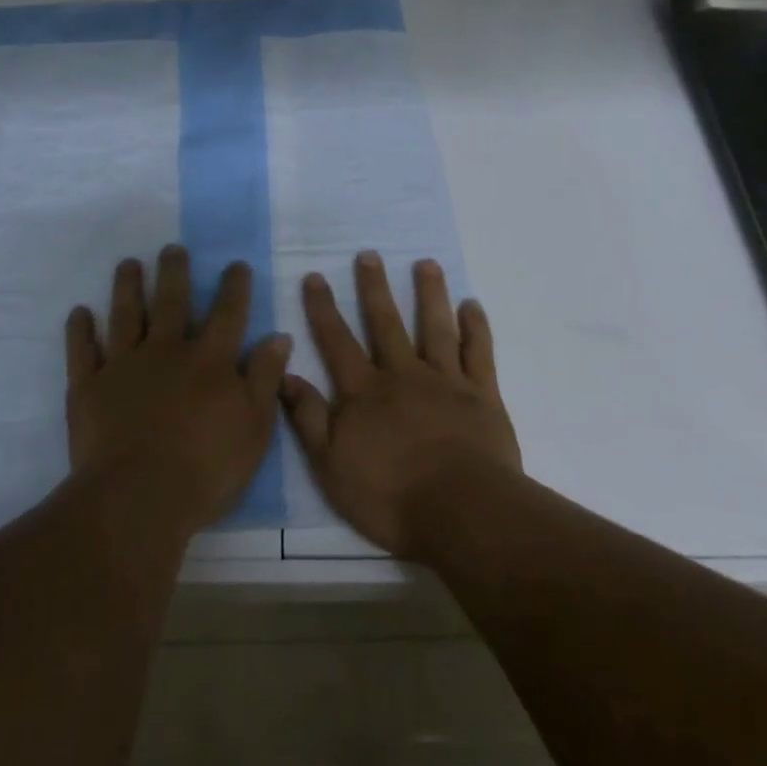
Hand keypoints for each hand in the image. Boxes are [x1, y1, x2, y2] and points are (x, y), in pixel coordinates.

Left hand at [65, 245, 292, 535]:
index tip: (235, 264)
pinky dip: (80, 330)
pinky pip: (82, 351)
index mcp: (208, 361)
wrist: (138, 498)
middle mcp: (165, 351)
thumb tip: (278, 336)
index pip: (227, 314)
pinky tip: (79, 312)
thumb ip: (264, 377)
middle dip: (173, 272)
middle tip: (171, 248)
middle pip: (170, 302)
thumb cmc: (206, 467)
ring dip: (126, 287)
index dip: (234, 287)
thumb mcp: (254, 426)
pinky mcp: (88, 387)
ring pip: (124, 315)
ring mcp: (123, 366)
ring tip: (128, 264)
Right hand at [283, 252, 519, 556]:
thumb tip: (284, 375)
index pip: (337, 341)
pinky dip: (475, 327)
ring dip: (429, 294)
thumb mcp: (331, 465)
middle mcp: (403, 375)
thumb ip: (308, 418)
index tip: (315, 276)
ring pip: (435, 327)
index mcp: (365, 392)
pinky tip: (471, 305)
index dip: (323, 308)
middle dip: (374, 288)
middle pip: (386, 323)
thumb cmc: (390, 495)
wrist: (462, 511)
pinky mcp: (482, 395)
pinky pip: (478, 353)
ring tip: (425, 263)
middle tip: (369, 255)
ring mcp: (446, 381)